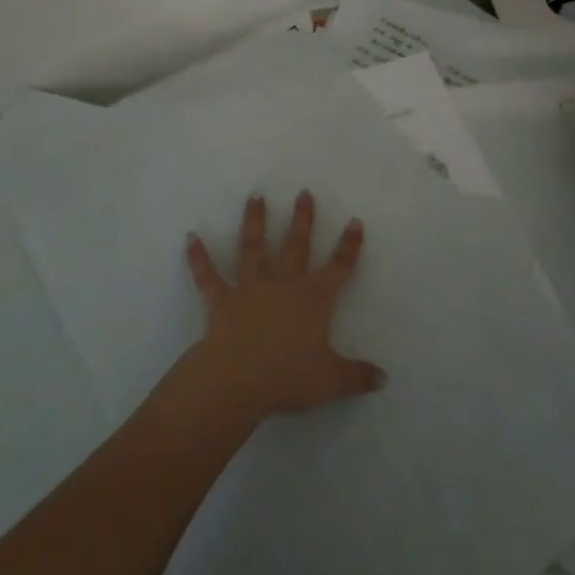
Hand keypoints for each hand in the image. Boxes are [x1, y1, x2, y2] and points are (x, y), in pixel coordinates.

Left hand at [183, 191, 384, 419]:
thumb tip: (384, 378)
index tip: (354, 221)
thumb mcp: (332, 381)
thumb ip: (358, 376)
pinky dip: (198, 257)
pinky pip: (207, 275)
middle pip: (296, 246)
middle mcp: (283, 285)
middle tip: (303, 193)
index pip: (338, 267)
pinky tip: (190, 237)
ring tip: (255, 196)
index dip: (348, 246)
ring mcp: (249, 288)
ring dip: (254, 221)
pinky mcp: (220, 300)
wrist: (238, 379)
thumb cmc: (288, 377)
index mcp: (314, 299)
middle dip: (302, 219)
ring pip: (253, 248)